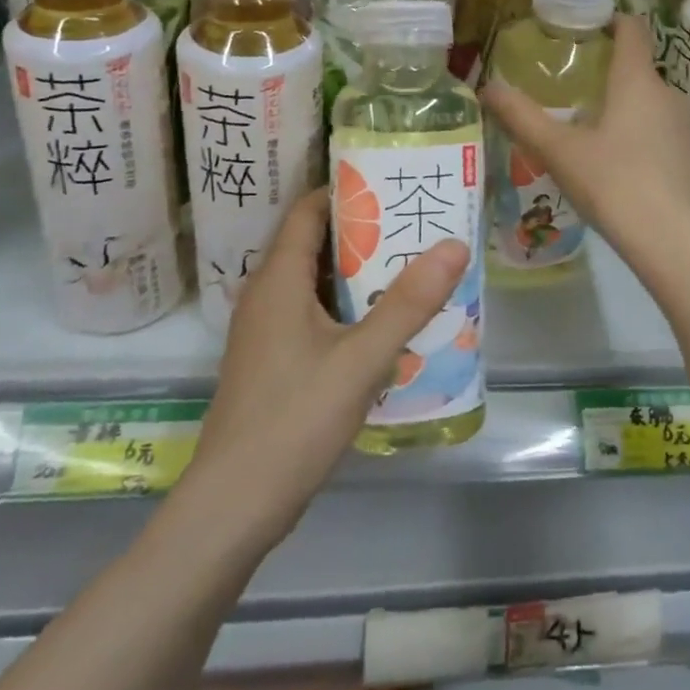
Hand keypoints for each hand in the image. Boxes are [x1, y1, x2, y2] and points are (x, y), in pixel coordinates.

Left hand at [187, 191, 469, 547]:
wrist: (234, 505)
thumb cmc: (295, 419)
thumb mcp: (362, 358)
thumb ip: (409, 302)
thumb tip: (455, 244)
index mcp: (278, 280)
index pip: (308, 211)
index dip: (347, 192)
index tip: (393, 184)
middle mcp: (266, 296)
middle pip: (314, 244)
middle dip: (364, 232)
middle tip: (416, 224)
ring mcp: (265, 332)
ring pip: (315, 283)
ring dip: (358, 273)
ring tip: (412, 266)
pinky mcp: (273, 362)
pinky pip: (313, 315)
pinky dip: (347, 307)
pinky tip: (384, 324)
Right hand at [482, 14, 689, 265]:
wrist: (671, 240)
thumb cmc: (612, 183)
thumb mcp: (558, 150)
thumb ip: (521, 117)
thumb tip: (487, 87)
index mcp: (636, 81)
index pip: (632, 29)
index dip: (611, 20)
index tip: (586, 26)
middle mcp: (667, 94)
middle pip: (637, 68)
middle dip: (607, 71)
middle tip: (571, 86)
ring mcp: (685, 126)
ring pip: (649, 102)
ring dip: (623, 105)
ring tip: (590, 126)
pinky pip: (661, 130)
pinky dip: (639, 132)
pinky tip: (618, 162)